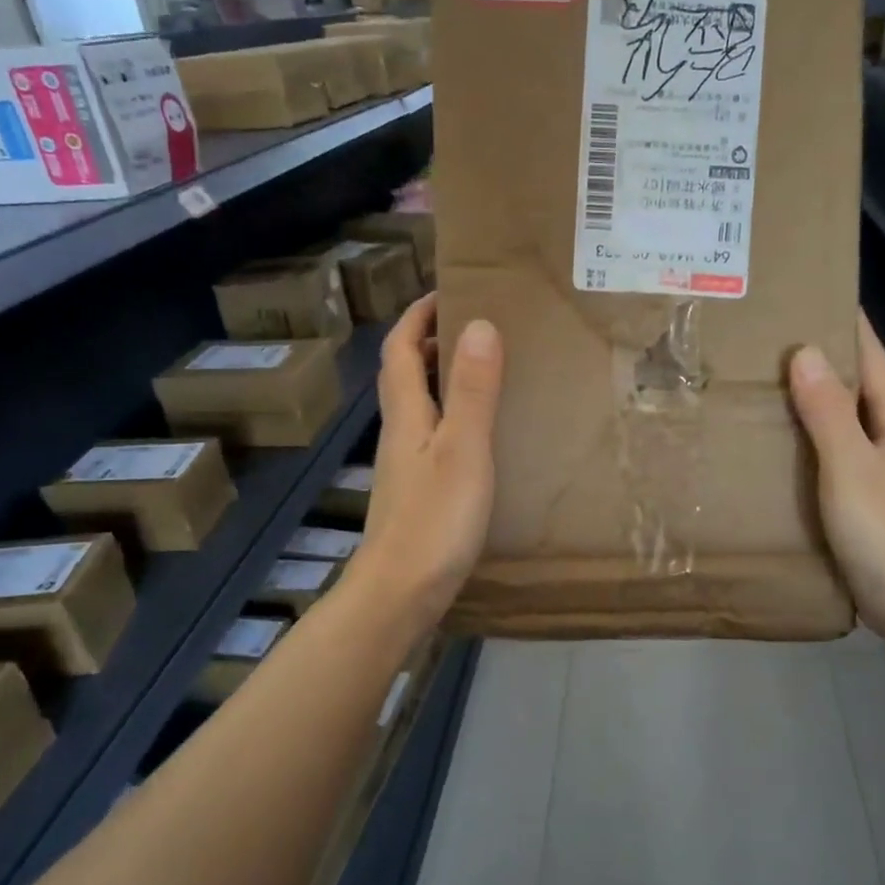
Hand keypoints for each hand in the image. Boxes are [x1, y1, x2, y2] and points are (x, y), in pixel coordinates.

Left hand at [351, 294, 502, 632]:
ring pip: (418, 407)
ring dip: (442, 380)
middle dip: (430, 342)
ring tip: (485, 372)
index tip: (448, 292)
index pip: (399, 349)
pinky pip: (433, 437)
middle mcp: (400, 434)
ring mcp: (406, 467)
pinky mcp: (417, 493)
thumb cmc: (434, 520)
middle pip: (404, 375)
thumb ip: (473, 391)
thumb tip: (480, 325)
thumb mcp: (464, 449)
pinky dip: (452, 418)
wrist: (401, 593)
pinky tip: (480, 436)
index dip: (417, 316)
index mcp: (406, 415)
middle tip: (476, 327)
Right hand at [788, 312, 884, 643]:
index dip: (848, 325)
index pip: (870, 357)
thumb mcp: (851, 466)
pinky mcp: (866, 503)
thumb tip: (805, 351)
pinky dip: (808, 442)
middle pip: (856, 387)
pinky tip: (779, 446)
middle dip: (821, 360)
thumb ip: (828, 412)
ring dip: (811, 402)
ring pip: (842, 423)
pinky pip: (832, 457)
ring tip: (764, 385)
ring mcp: (881, 473)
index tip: (815, 293)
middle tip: (771, 339)